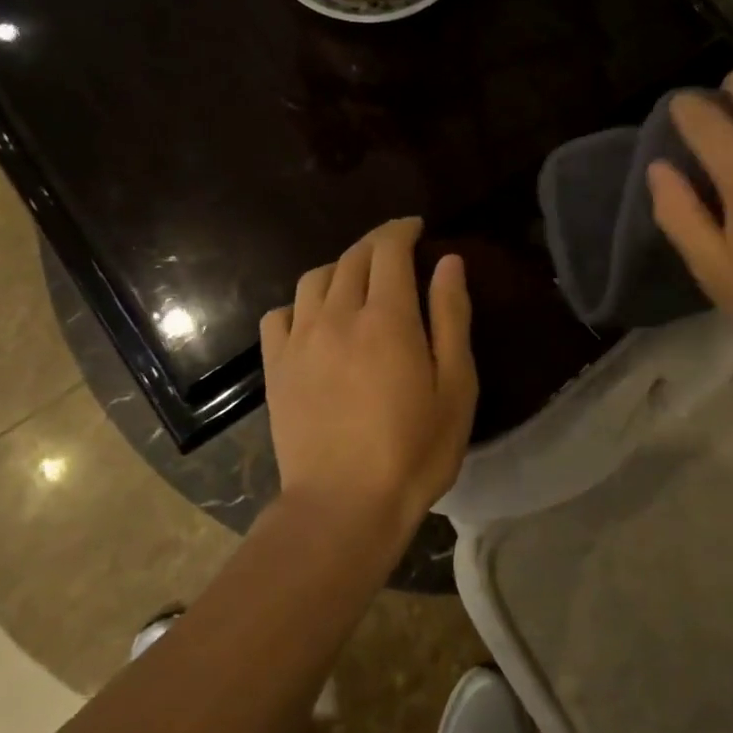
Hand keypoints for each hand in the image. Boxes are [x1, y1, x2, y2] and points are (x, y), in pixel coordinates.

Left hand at [260, 218, 477, 532]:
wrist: (343, 506)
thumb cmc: (413, 450)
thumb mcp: (456, 386)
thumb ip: (452, 317)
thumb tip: (449, 261)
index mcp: (387, 317)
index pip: (388, 250)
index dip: (402, 230)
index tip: (416, 226)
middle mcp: (338, 315)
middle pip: (352, 257)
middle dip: (376, 242)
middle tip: (396, 248)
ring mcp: (300, 341)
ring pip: (315, 278)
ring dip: (340, 266)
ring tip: (359, 279)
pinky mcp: (276, 367)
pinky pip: (280, 314)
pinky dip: (302, 303)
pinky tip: (316, 318)